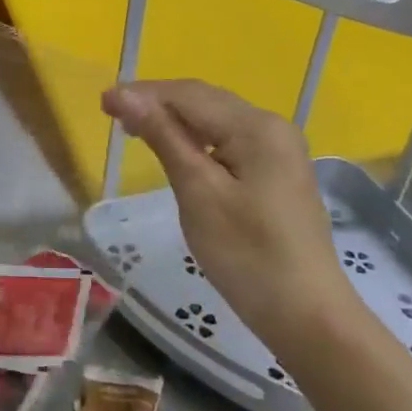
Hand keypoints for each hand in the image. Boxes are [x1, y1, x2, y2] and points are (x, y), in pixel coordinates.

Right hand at [102, 80, 357, 362]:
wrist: (308, 316)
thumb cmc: (247, 255)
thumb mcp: (198, 192)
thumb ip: (163, 137)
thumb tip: (126, 95)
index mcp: (256, 126)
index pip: (188, 95)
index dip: (143, 94)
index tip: (103, 102)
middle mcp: (272, 126)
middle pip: (204, 100)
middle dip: (157, 102)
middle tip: (112, 113)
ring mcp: (279, 149)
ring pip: (216, 119)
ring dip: (175, 119)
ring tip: (134, 128)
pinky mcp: (277, 171)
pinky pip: (229, 140)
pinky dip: (196, 139)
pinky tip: (176, 149)